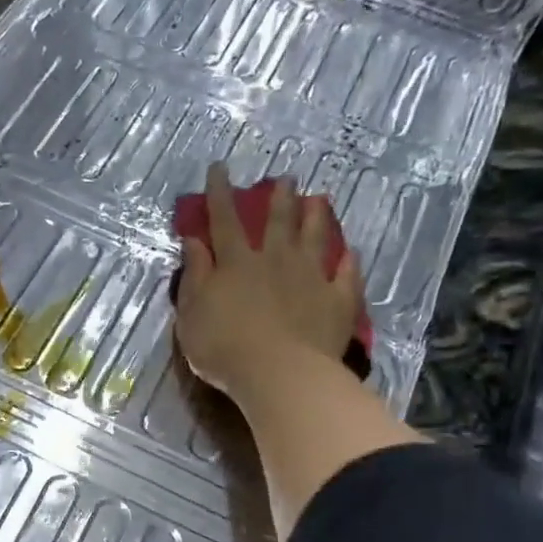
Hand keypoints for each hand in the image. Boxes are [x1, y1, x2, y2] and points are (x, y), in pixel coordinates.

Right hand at [174, 164, 365, 406]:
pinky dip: (347, 262)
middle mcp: (275, 261)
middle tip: (286, 178)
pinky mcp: (337, 301)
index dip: (220, 194)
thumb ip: (195, 275)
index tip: (220, 168)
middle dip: (279, 198)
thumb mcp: (192, 313)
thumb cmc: (224, 347)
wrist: (280, 373)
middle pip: (277, 223)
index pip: (224, 221)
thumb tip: (194, 241)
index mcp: (236, 264)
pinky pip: (346, 275)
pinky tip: (350, 252)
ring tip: (320, 199)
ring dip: (316, 218)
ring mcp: (310, 278)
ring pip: (314, 239)